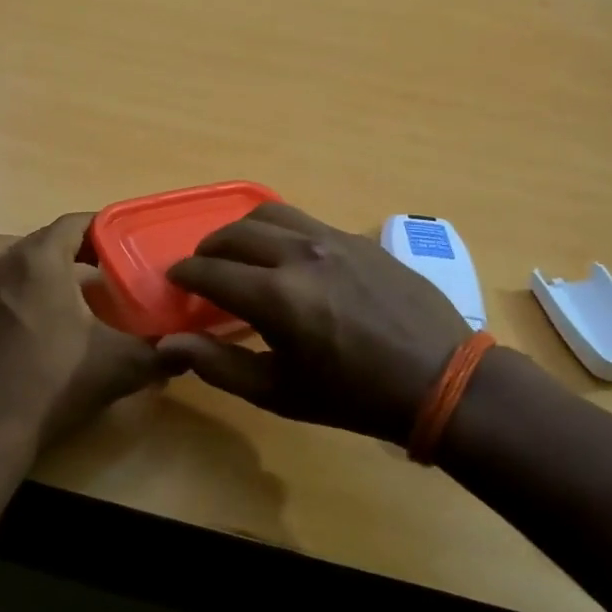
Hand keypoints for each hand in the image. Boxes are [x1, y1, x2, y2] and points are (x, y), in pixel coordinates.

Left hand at [0, 213, 170, 455]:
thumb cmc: (58, 380)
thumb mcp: (122, 365)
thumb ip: (161, 353)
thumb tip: (188, 351)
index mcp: (40, 260)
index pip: (74, 223)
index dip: (102, 229)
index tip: (125, 246)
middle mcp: (4, 264)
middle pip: (41, 237)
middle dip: (73, 247)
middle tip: (103, 271)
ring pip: (1, 254)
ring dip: (27, 259)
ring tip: (54, 283)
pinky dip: (2, 288)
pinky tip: (24, 313)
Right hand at [160, 203, 473, 443]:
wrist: (441, 380)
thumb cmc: (353, 397)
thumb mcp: (279, 392)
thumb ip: (218, 364)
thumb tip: (169, 343)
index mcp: (276, 297)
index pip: (209, 271)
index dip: (184, 274)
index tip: (175, 282)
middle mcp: (300, 255)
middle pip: (234, 233)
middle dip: (207, 249)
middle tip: (202, 269)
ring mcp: (333, 239)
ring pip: (269, 214)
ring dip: (242, 230)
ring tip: (240, 253)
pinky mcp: (358, 238)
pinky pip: (304, 221)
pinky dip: (279, 232)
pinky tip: (287, 258)